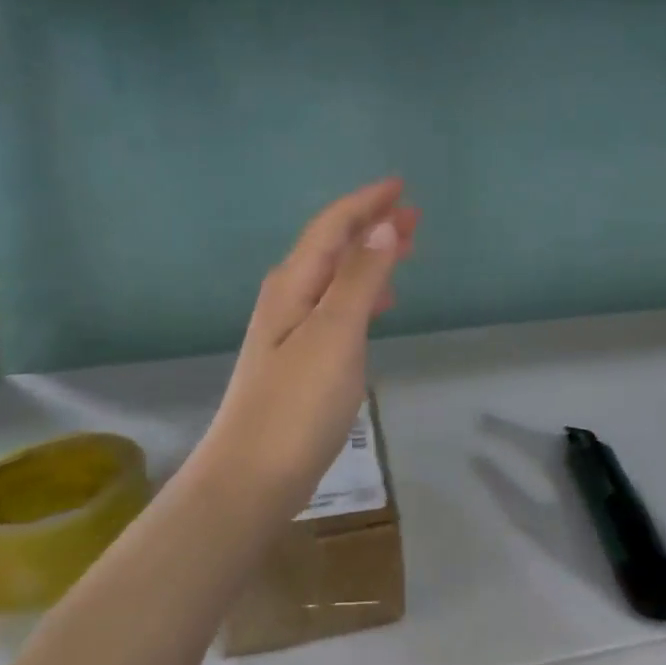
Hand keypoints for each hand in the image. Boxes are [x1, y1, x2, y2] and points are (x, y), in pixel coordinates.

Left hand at [202, 179, 418, 511]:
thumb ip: (361, 279)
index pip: (333, 227)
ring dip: (371, 257)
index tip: (401, 186)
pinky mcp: (301, 358)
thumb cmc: (296, 404)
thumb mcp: (336, 334)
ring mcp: (292, 329)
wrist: (250, 478)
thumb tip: (383, 228)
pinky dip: (363, 292)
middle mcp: (289, 297)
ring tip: (406, 250)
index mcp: (294, 283)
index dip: (367, 203)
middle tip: (414, 216)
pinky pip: (337, 305)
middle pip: (334, 247)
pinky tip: (380, 304)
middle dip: (372, 226)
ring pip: (337, 276)